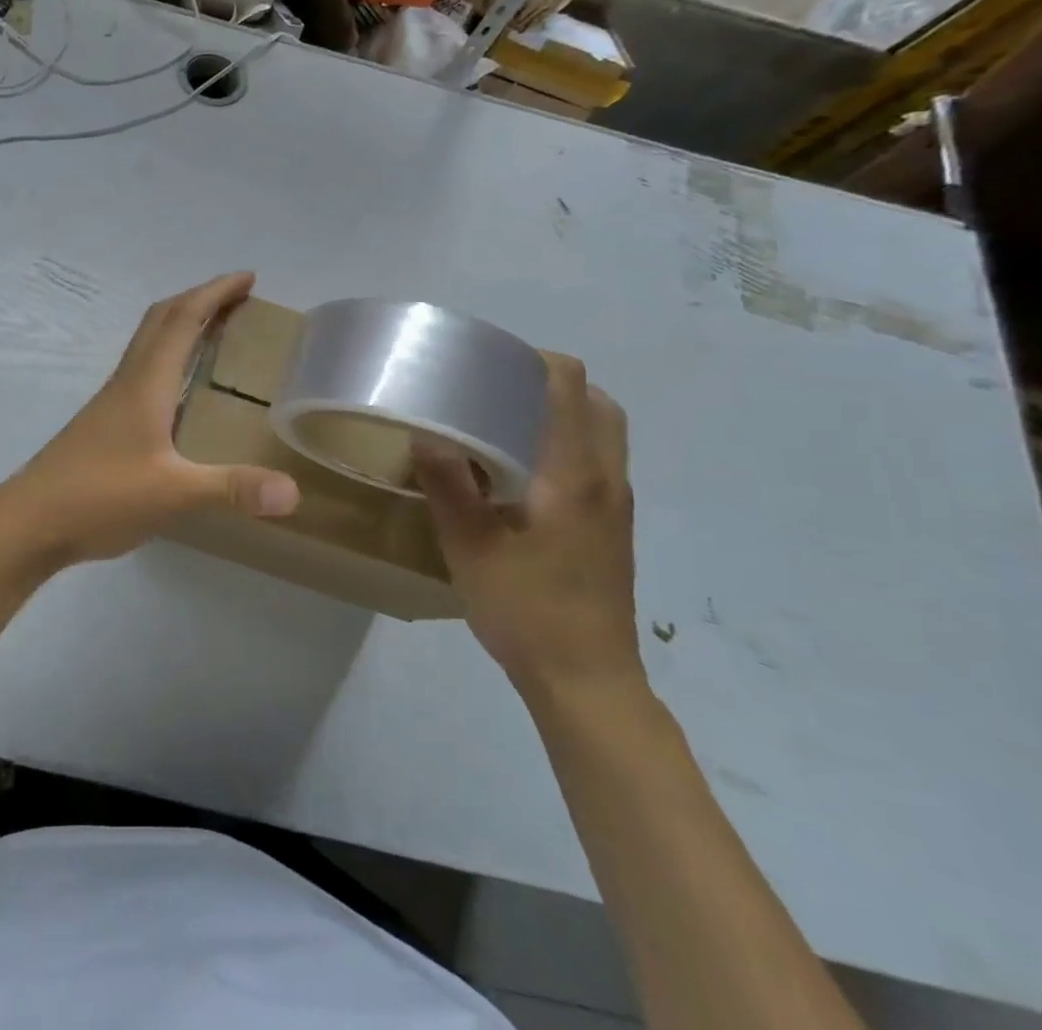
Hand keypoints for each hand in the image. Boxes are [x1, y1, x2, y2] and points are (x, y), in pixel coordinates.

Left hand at [0, 272, 299, 564]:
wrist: (30, 521)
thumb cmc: (99, 496)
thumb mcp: (172, 493)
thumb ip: (231, 488)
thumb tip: (293, 491)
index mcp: (146, 383)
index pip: (183, 319)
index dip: (215, 293)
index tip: (248, 278)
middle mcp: (128, 381)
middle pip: (162, 320)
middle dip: (200, 299)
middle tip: (239, 298)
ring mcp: (112, 401)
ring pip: (149, 344)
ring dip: (182, 325)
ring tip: (217, 332)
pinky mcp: (105, 422)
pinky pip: (144, 370)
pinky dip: (169, 358)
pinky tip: (181, 390)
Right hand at [412, 353, 639, 696]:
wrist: (586, 681)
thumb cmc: (527, 610)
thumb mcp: (471, 547)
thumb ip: (449, 485)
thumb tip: (425, 435)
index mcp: (575, 475)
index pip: (570, 387)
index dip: (534, 360)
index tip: (489, 361)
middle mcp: (606, 479)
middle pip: (597, 402)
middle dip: (551, 383)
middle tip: (495, 388)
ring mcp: (616, 505)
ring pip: (602, 433)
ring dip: (561, 413)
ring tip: (503, 422)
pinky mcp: (612, 527)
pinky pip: (596, 461)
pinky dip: (565, 444)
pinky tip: (519, 471)